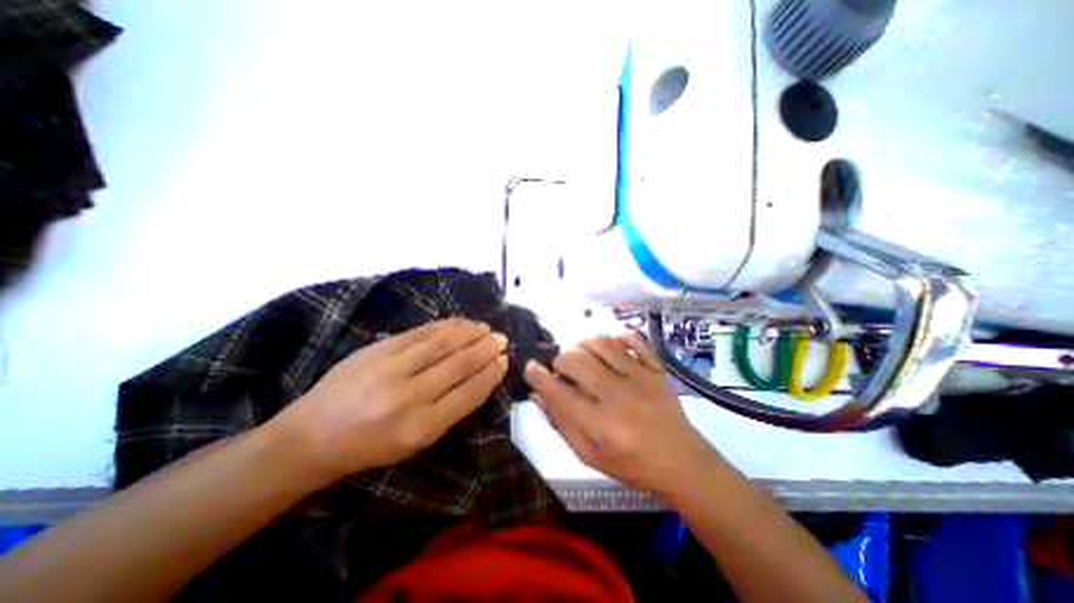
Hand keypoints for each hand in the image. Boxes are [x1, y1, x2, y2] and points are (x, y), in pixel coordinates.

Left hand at [270, 319, 508, 481]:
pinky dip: (445, 326)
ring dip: (469, 333)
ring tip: (486, 327)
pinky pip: (420, 333)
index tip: (504, 360)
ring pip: (442, 344)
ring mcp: (390, 369)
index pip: (469, 393)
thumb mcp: (416, 442)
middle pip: (459, 365)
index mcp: (421, 428)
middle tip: (502, 338)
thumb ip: (450, 410)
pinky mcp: (376, 350)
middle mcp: (409, 397)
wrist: (310, 437)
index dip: (490, 374)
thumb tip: (479, 377)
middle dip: (485, 349)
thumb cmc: (370, 447)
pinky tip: (459, 322)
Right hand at [522, 332, 719, 496]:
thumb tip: (539, 395)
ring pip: (602, 345)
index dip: (539, 376)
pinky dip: (618, 338)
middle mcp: (618, 396)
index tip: (530, 367)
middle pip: (578, 361)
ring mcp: (640, 378)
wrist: (683, 462)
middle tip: (562, 369)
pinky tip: (610, 346)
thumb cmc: (632, 465)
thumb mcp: (590, 456)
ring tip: (581, 355)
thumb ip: (563, 424)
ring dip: (584, 344)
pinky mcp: (656, 370)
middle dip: (561, 360)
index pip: (559, 393)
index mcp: (600, 424)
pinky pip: (635, 342)